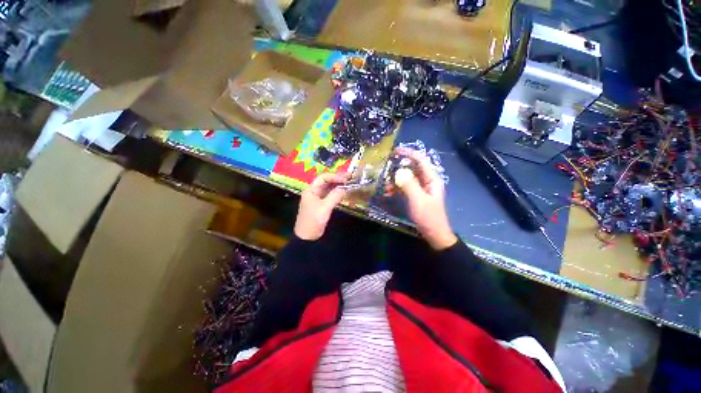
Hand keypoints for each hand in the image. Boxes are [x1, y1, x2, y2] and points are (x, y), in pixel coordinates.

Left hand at [294, 172, 350, 240]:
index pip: (323, 178)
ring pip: (329, 188)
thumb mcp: (324, 208)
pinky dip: (338, 192)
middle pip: (326, 181)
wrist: (307, 237)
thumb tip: (345, 188)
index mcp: (311, 190)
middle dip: (338, 178)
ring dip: (338, 185)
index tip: (346, 178)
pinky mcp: (322, 204)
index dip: (335, 176)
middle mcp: (314, 191)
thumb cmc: (313, 220)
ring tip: (349, 181)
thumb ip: (335, 196)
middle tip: (350, 176)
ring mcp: (318, 198)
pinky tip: (344, 191)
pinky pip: (331, 195)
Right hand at [394, 147, 456, 249]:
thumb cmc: (428, 217)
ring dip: (396, 180)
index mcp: (432, 178)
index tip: (395, 151)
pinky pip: (405, 187)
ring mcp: (421, 188)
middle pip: (413, 168)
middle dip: (399, 167)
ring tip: (385, 186)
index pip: (421, 160)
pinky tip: (388, 193)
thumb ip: (409, 184)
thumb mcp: (418, 200)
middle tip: (385, 166)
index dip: (409, 153)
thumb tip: (398, 171)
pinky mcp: (416, 195)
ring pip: (407, 178)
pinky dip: (396, 188)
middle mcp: (427, 180)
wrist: (434, 234)